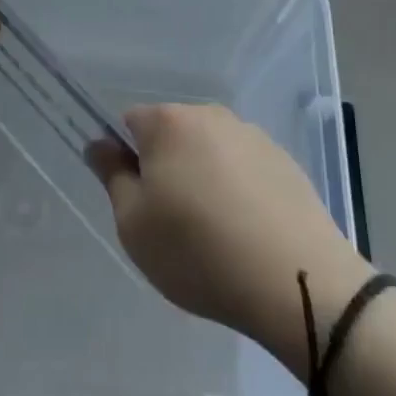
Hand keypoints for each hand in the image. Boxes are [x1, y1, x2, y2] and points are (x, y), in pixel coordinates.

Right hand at [88, 104, 368, 375]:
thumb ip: (112, 176)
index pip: (131, 122)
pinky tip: (248, 232)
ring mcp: (253, 136)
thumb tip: (99, 144)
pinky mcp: (285, 162)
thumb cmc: (198, 251)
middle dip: (166, 165)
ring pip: (211, 150)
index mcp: (169, 123)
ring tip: (215, 232)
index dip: (127, 158)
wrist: (296, 280)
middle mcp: (211, 116)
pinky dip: (238, 189)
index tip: (138, 199)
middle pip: (173, 133)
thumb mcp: (134, 224)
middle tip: (172, 220)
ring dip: (204, 176)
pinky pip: (245, 168)